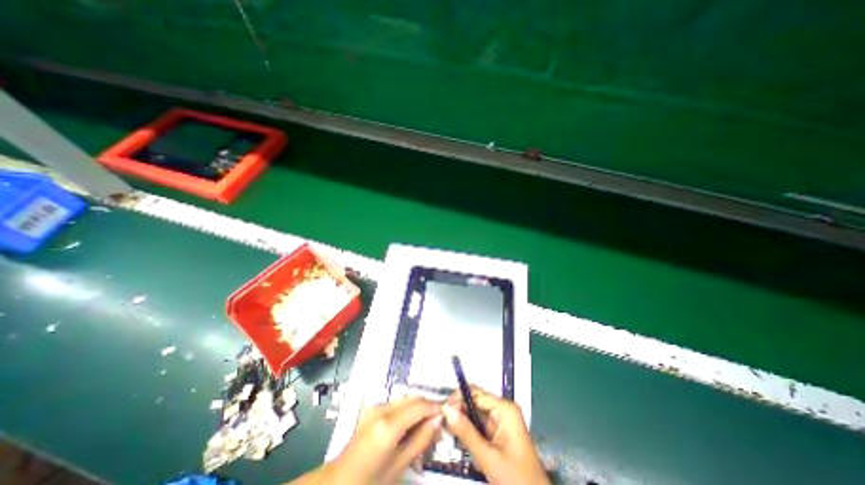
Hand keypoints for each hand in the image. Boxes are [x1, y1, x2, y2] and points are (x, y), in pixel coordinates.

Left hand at [321, 395, 442, 483]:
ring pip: (406, 399)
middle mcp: (382, 409)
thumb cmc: (370, 481)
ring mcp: (376, 406)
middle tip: (439, 424)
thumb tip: (438, 420)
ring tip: (426, 428)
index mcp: (388, 425)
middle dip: (428, 407)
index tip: (449, 412)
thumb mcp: (399, 465)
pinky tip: (411, 427)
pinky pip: (397, 404)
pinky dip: (408, 411)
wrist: (339, 481)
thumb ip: (421, 440)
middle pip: (413, 398)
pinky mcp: (373, 408)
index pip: (419, 406)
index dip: (436, 406)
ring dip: (419, 408)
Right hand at [442, 386, 548, 484]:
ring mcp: (501, 421)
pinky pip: (479, 425)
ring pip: (475, 414)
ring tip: (449, 433)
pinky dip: (469, 432)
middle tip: (443, 423)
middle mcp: (503, 410)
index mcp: (504, 409)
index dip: (457, 399)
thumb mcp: (488, 457)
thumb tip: (446, 410)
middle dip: (459, 411)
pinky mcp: (498, 433)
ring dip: (462, 423)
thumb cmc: (516, 479)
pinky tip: (460, 441)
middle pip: (474, 401)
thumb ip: (466, 432)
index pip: (475, 393)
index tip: (442, 411)